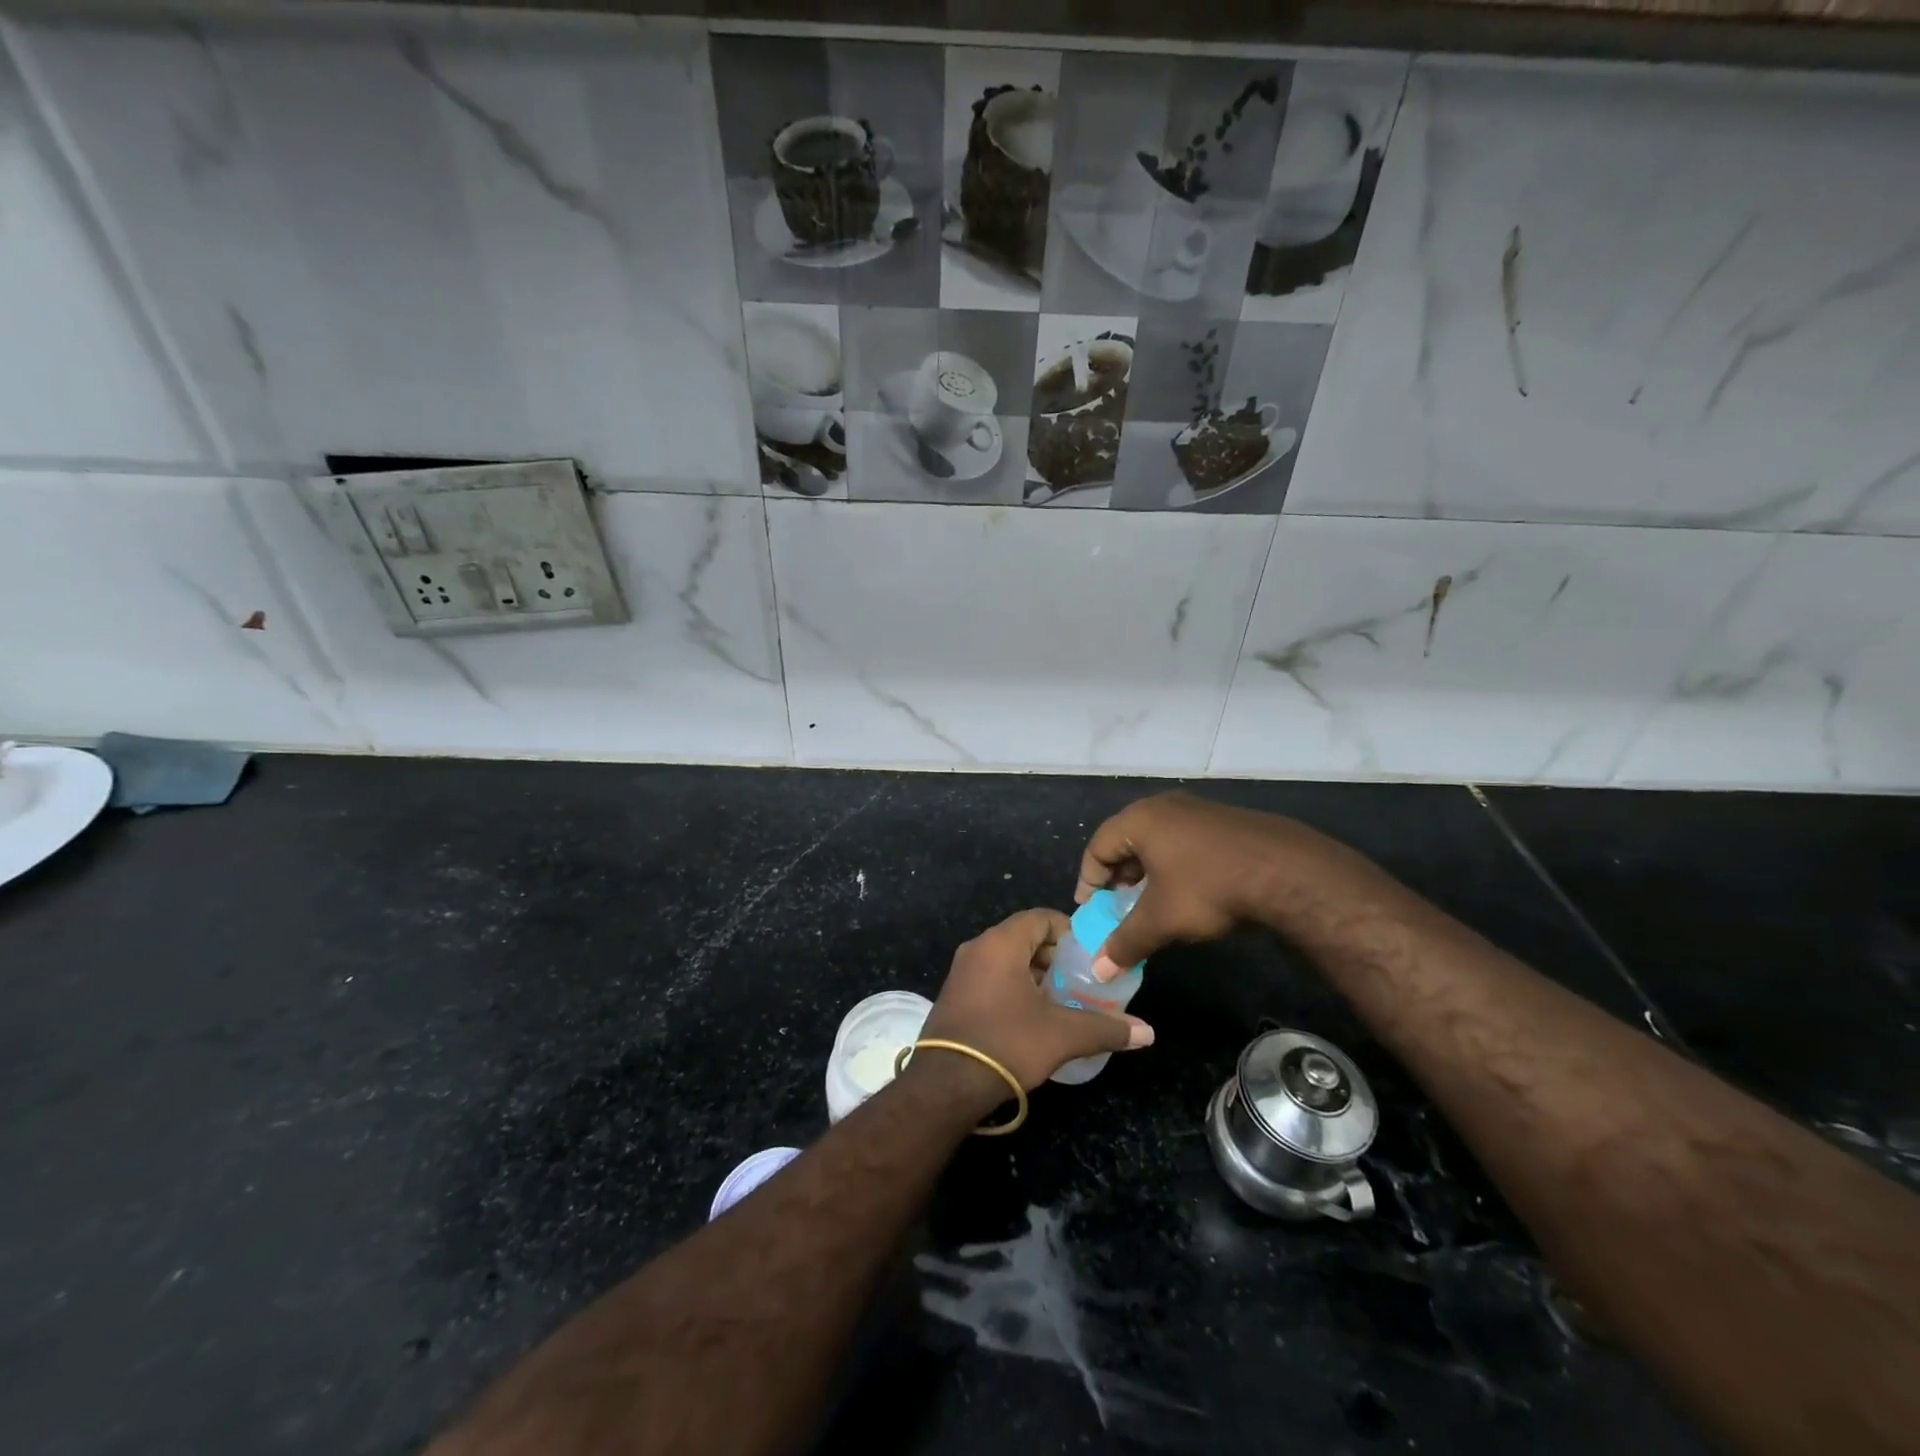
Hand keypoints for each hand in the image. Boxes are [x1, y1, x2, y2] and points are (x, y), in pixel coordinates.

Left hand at [918, 908, 1153, 1092]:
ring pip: (1006, 959)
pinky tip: (1032, 1017)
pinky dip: (1014, 987)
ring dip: (1035, 974)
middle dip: (1055, 956)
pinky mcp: (954, 996)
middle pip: (1024, 937)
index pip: (1040, 917)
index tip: (1091, 954)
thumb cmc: (1007, 1043)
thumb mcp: (1062, 1035)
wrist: (946, 1084)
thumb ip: (1106, 1028)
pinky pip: (991, 977)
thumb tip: (1147, 1033)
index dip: (1069, 931)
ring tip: (1062, 1000)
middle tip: (1081, 980)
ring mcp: (961, 972)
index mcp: (1000, 943)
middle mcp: (977, 948)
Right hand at [1076, 792, 1323, 980]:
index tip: (1091, 909)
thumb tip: (1099, 971)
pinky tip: (1188, 892)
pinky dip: (1174, 866)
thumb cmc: (1208, 888)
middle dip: (1118, 877)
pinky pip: (1184, 842)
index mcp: (1140, 820)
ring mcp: (1197, 810)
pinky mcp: (1224, 821)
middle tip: (1117, 907)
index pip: (1097, 846)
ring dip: (1147, 873)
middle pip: (1126, 841)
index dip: (1089, 880)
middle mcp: (1164, 806)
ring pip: (1157, 841)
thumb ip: (1125, 942)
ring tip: (1151, 904)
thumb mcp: (1161, 920)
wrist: (1286, 871)